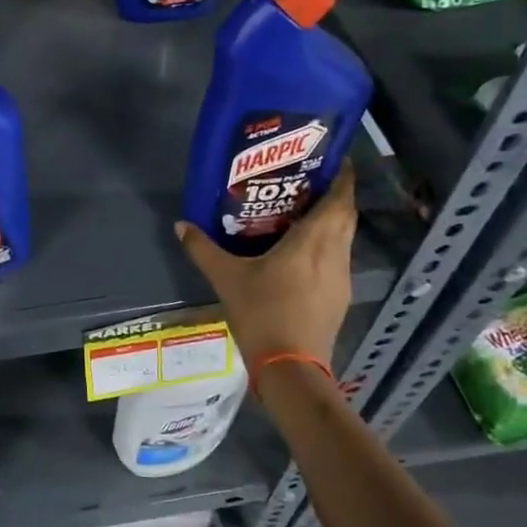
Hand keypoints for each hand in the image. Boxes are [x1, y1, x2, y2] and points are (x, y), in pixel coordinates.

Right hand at [176, 161, 356, 370]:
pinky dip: (326, 246)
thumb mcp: (226, 278)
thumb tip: (181, 224)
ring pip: (344, 238)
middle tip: (310, 182)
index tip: (334, 159)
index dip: (343, 177)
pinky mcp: (339, 298)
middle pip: (346, 216)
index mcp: (313, 241)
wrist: (290, 367)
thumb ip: (203, 249)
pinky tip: (302, 254)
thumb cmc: (262, 313)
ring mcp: (341, 278)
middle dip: (335, 196)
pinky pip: (338, 259)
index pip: (340, 199)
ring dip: (332, 222)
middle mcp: (335, 254)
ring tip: (303, 213)